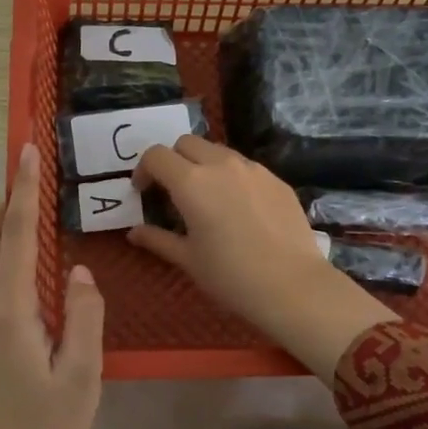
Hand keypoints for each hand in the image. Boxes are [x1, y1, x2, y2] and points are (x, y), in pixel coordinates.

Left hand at [0, 144, 103, 428]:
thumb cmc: (44, 427)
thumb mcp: (81, 376)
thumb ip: (84, 317)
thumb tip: (75, 272)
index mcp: (8, 309)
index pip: (14, 233)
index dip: (23, 189)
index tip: (27, 151)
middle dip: (5, 202)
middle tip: (37, 189)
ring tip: (33, 226)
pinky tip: (23, 275)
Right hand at [129, 136, 394, 378]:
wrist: (293, 286)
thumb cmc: (231, 276)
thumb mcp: (188, 260)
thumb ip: (158, 239)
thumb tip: (134, 232)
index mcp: (191, 182)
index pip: (156, 155)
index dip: (144, 170)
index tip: (144, 192)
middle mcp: (220, 165)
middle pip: (186, 143)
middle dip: (173, 160)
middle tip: (173, 191)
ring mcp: (253, 169)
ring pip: (218, 151)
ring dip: (203, 164)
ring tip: (207, 197)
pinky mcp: (276, 179)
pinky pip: (245, 166)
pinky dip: (231, 176)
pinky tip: (239, 208)